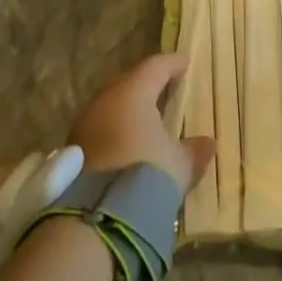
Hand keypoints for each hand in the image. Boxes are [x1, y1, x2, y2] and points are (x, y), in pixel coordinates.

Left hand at [69, 52, 216, 196]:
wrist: (97, 217)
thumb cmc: (145, 174)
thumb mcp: (178, 165)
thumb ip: (193, 151)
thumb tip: (208, 143)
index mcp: (134, 92)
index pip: (155, 66)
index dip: (172, 63)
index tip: (185, 63)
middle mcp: (106, 99)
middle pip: (129, 81)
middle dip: (146, 83)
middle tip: (162, 87)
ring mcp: (86, 123)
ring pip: (110, 105)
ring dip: (126, 109)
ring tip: (142, 120)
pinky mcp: (73, 149)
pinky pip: (98, 128)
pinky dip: (113, 130)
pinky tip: (123, 145)